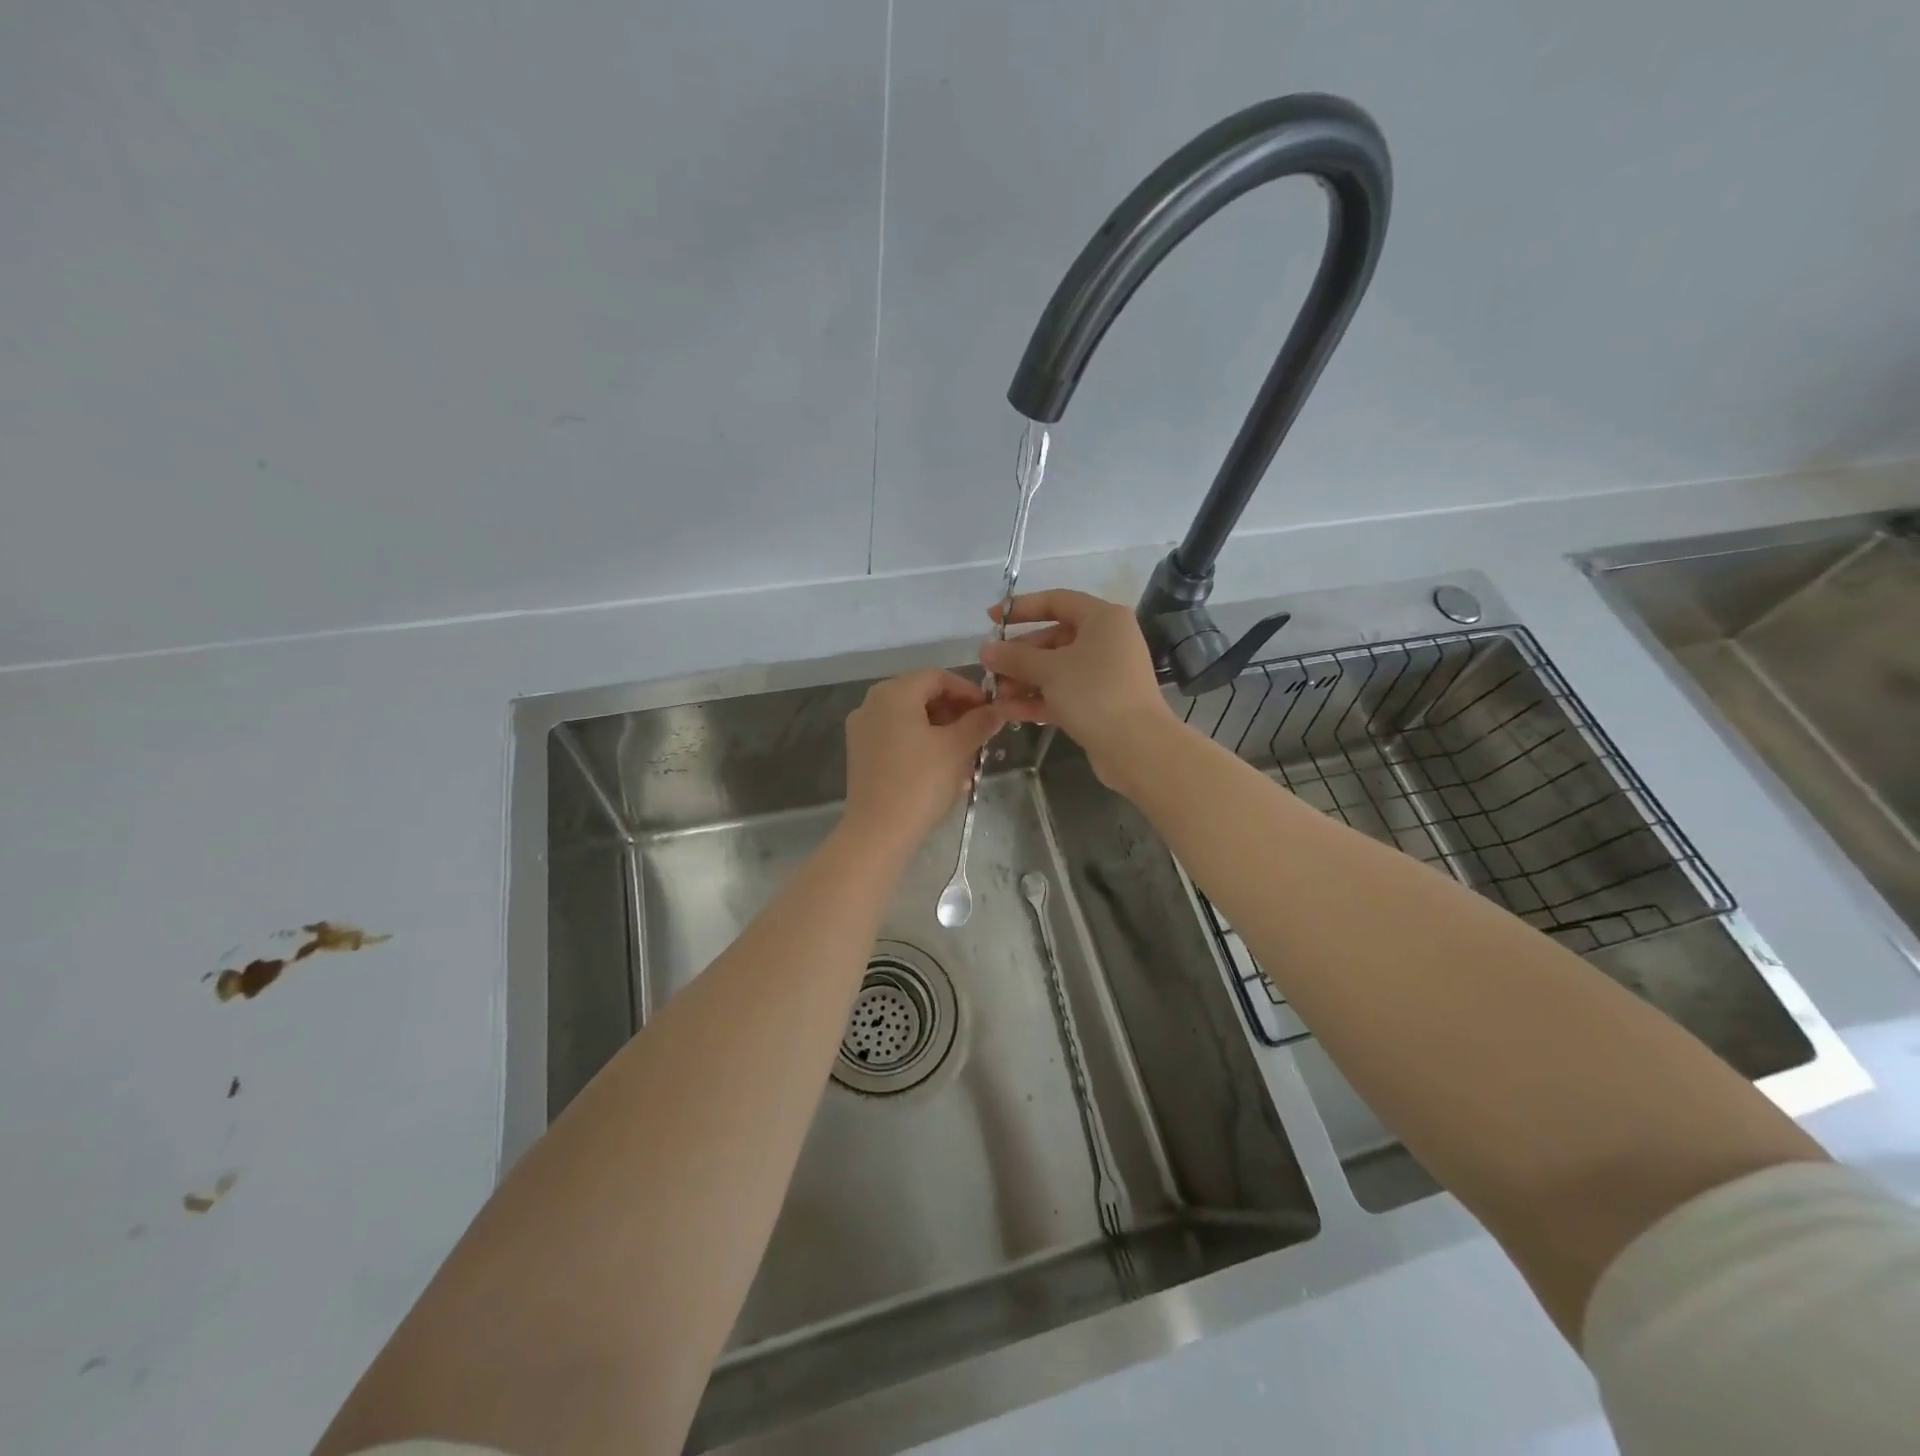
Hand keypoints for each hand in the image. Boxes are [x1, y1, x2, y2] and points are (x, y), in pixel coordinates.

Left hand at [840, 670, 1008, 858]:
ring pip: (910, 719)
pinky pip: (897, 738)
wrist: (878, 832)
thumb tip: (998, 710)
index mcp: (893, 694)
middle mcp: (871, 704)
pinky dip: (922, 744)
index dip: (968, 691)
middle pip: (921, 695)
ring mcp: (862, 730)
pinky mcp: (861, 755)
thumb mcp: (957, 749)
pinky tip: (943, 768)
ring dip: (941, 730)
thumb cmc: (920, 782)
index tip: (990, 711)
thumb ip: (979, 722)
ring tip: (966, 755)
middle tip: (980, 733)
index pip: (937, 677)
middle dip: (955, 712)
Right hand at [980, 590, 1178, 786]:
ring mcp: (1104, 674)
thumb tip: (985, 650)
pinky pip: (1063, 694)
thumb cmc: (1094, 692)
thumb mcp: (1049, 670)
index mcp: (1103, 619)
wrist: (1137, 746)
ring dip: (1024, 681)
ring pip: (1056, 670)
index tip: (991, 619)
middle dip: (1019, 656)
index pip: (1056, 601)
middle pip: (1054, 639)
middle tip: (990, 669)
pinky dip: (1038, 700)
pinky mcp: (1100, 704)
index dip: (1021, 607)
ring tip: (994, 695)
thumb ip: (1015, 657)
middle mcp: (1107, 641)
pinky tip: (1008, 712)